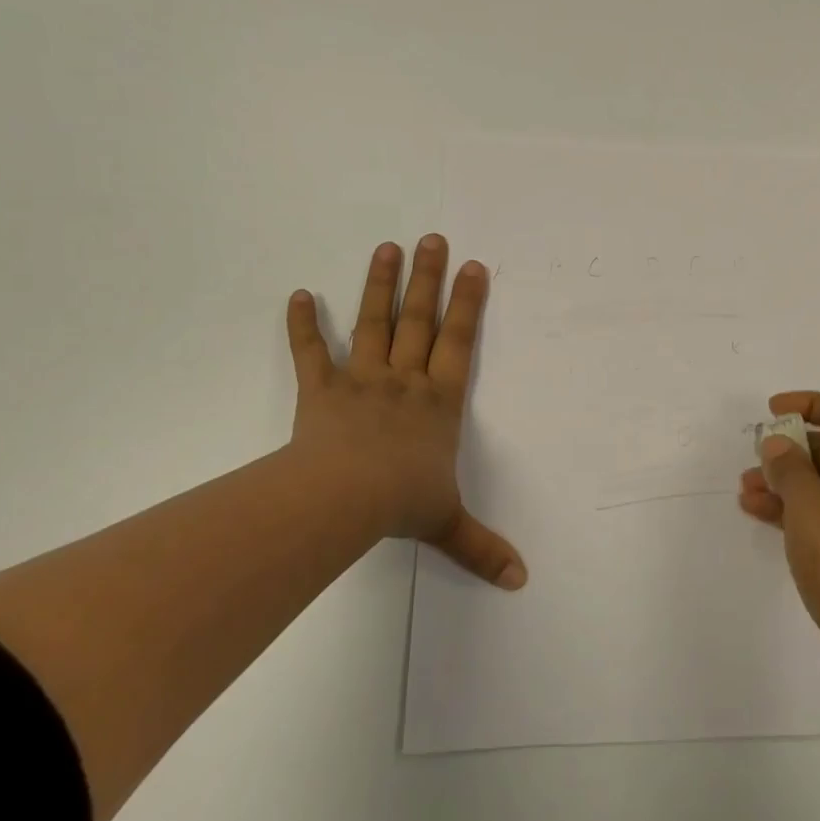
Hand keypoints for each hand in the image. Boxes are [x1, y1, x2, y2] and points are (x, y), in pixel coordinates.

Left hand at [285, 235, 526, 589]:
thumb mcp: (447, 523)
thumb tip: (521, 582)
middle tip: (433, 238)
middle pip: (420, 321)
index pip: (460, 343)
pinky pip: (310, 354)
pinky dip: (301, 325)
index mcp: (439, 403)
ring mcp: (361, 381)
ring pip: (374, 324)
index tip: (474, 267)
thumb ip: (482, 547)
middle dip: (429, 279)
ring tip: (386, 247)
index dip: (469, 305)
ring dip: (379, 286)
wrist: (342, 499)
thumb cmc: (401, 502)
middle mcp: (405, 381)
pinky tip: (297, 294)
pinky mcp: (320, 392)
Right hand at [739, 392, 819, 693]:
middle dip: (789, 447)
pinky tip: (755, 513)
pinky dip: (787, 511)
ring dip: (782, 481)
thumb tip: (778, 443)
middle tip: (754, 455)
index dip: (810, 404)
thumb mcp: (810, 505)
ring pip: (817, 487)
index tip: (773, 411)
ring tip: (744, 489)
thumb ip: (789, 468)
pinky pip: (814, 518)